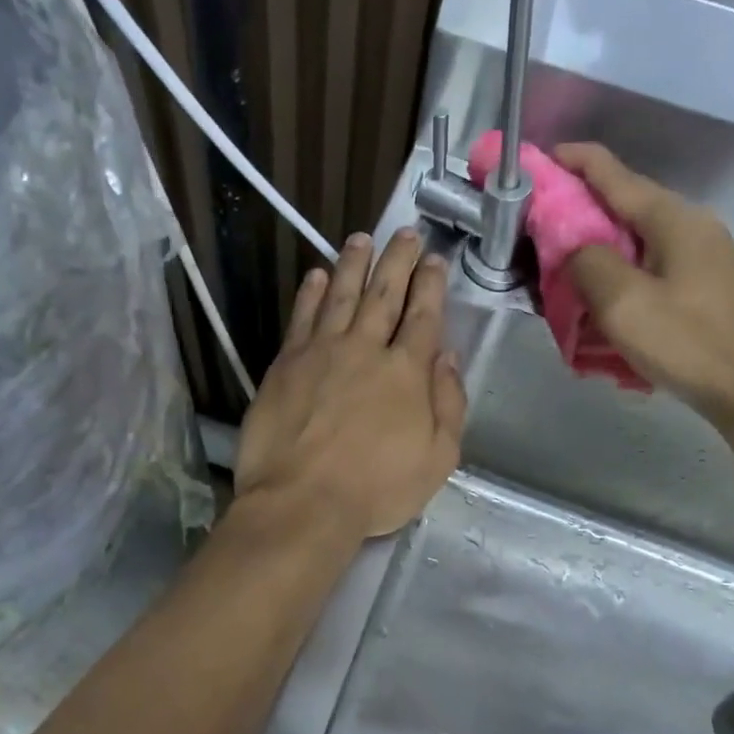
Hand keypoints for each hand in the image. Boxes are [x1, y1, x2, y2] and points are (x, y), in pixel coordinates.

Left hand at [235, 230, 466, 539]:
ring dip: (353, 264)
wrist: (302, 502)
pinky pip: (301, 317)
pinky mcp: (286, 363)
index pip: (423, 316)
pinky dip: (310, 293)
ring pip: (341, 295)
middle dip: (397, 260)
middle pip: (384, 294)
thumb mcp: (437, 458)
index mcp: (406, 371)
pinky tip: (316, 275)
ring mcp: (321, 352)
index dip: (430, 284)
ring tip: (361, 238)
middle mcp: (365, 349)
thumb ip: (448, 403)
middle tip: (404, 232)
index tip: (434, 258)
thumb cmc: (376, 489)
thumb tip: (447, 356)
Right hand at [557, 143, 733, 427]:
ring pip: (634, 238)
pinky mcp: (703, 284)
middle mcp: (691, 226)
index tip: (537, 161)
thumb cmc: (688, 344)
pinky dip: (617, 272)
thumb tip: (572, 246)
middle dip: (577, 211)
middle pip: (623, 205)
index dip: (572, 161)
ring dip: (595, 248)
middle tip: (536, 230)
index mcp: (674, 219)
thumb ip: (587, 263)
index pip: (614, 174)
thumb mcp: (624, 304)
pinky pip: (648, 265)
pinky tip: (600, 298)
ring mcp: (702, 255)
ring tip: (560, 269)